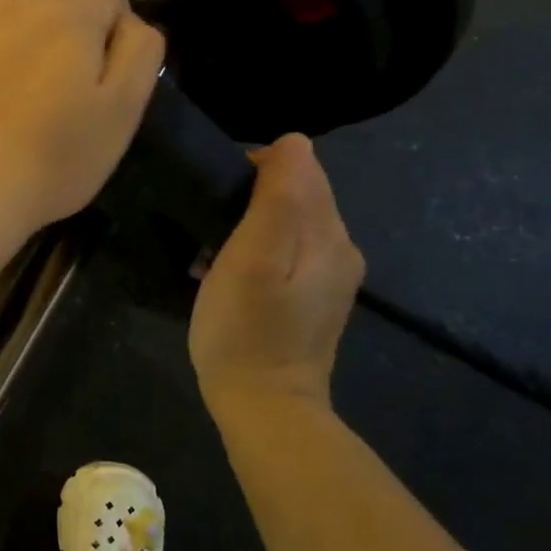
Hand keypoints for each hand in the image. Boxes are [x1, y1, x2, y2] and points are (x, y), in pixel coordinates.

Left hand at [0, 0, 163, 253]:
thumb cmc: (54, 163)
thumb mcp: (122, 114)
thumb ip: (140, 54)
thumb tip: (130, 22)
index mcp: (72, 19)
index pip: (110, 0)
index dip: (115, 32)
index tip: (107, 72)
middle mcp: (18, 2)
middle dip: (73, 6)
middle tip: (66, 60)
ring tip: (18, 42)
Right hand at [189, 134, 364, 413]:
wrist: (264, 407)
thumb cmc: (245, 331)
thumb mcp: (251, 260)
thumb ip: (276, 200)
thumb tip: (293, 143)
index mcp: (329, 235)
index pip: (302, 167)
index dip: (256, 168)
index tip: (216, 195)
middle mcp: (341, 249)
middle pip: (301, 193)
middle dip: (255, 193)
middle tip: (209, 222)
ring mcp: (331, 278)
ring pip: (292, 222)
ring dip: (253, 222)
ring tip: (213, 246)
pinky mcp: (314, 299)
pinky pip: (288, 251)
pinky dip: (258, 248)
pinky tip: (230, 271)